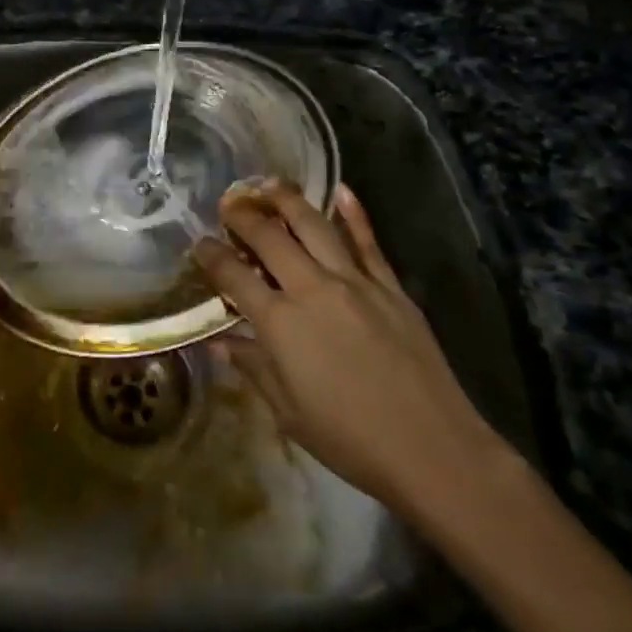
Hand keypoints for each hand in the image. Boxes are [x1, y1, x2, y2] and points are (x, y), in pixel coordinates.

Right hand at [193, 180, 518, 530]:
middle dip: (242, 216)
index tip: (199, 243)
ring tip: (269, 184)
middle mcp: (312, 289)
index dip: (211, 256)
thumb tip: (218, 341)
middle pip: (269, 238)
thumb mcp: (288, 411)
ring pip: (314, 226)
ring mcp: (354, 282)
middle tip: (228, 203)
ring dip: (287, 200)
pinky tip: (342, 190)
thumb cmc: (349, 439)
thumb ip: (253, 366)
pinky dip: (354, 214)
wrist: (432, 448)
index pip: (234, 276)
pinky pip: (367, 242)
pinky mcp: (390, 286)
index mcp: (280, 323)